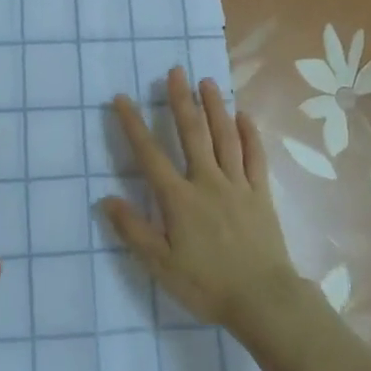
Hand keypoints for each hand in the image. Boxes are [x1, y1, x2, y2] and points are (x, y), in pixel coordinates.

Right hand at [101, 68, 313, 337]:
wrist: (263, 299)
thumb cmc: (207, 284)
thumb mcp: (161, 265)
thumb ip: (134, 230)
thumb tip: (106, 199)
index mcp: (179, 199)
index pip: (150, 155)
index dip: (134, 125)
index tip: (122, 98)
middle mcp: (208, 181)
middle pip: (193, 134)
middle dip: (181, 101)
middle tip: (175, 71)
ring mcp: (238, 185)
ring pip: (225, 137)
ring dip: (215, 107)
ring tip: (207, 82)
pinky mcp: (261, 193)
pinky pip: (255, 156)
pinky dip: (250, 134)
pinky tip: (245, 116)